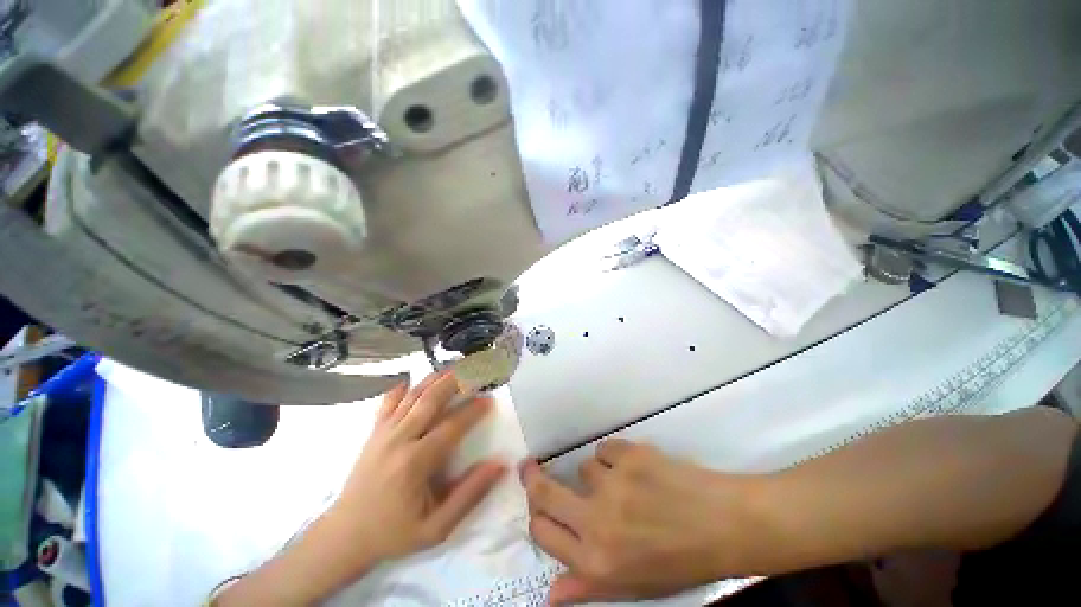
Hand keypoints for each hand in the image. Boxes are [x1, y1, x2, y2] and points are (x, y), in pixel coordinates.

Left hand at [328, 369, 507, 563]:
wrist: (344, 537)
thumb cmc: (394, 533)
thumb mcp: (437, 527)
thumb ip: (469, 495)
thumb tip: (498, 466)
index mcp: (416, 462)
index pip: (452, 426)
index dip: (473, 410)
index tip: (489, 399)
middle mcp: (399, 439)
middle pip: (431, 400)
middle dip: (455, 381)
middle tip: (474, 370)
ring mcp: (383, 433)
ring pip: (413, 396)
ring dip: (434, 379)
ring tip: (453, 367)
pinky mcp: (373, 432)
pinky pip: (388, 402)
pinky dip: (401, 388)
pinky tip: (412, 379)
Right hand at [522, 439, 763, 604]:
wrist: (724, 525)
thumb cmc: (679, 561)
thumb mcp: (632, 586)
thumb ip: (587, 587)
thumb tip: (549, 596)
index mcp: (596, 561)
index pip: (542, 532)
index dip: (538, 518)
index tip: (538, 506)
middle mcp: (598, 523)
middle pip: (544, 493)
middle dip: (533, 479)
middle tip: (529, 468)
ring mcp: (613, 484)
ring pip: (585, 468)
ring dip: (598, 476)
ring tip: (627, 486)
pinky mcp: (630, 456)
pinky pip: (606, 449)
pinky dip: (616, 457)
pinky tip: (638, 469)